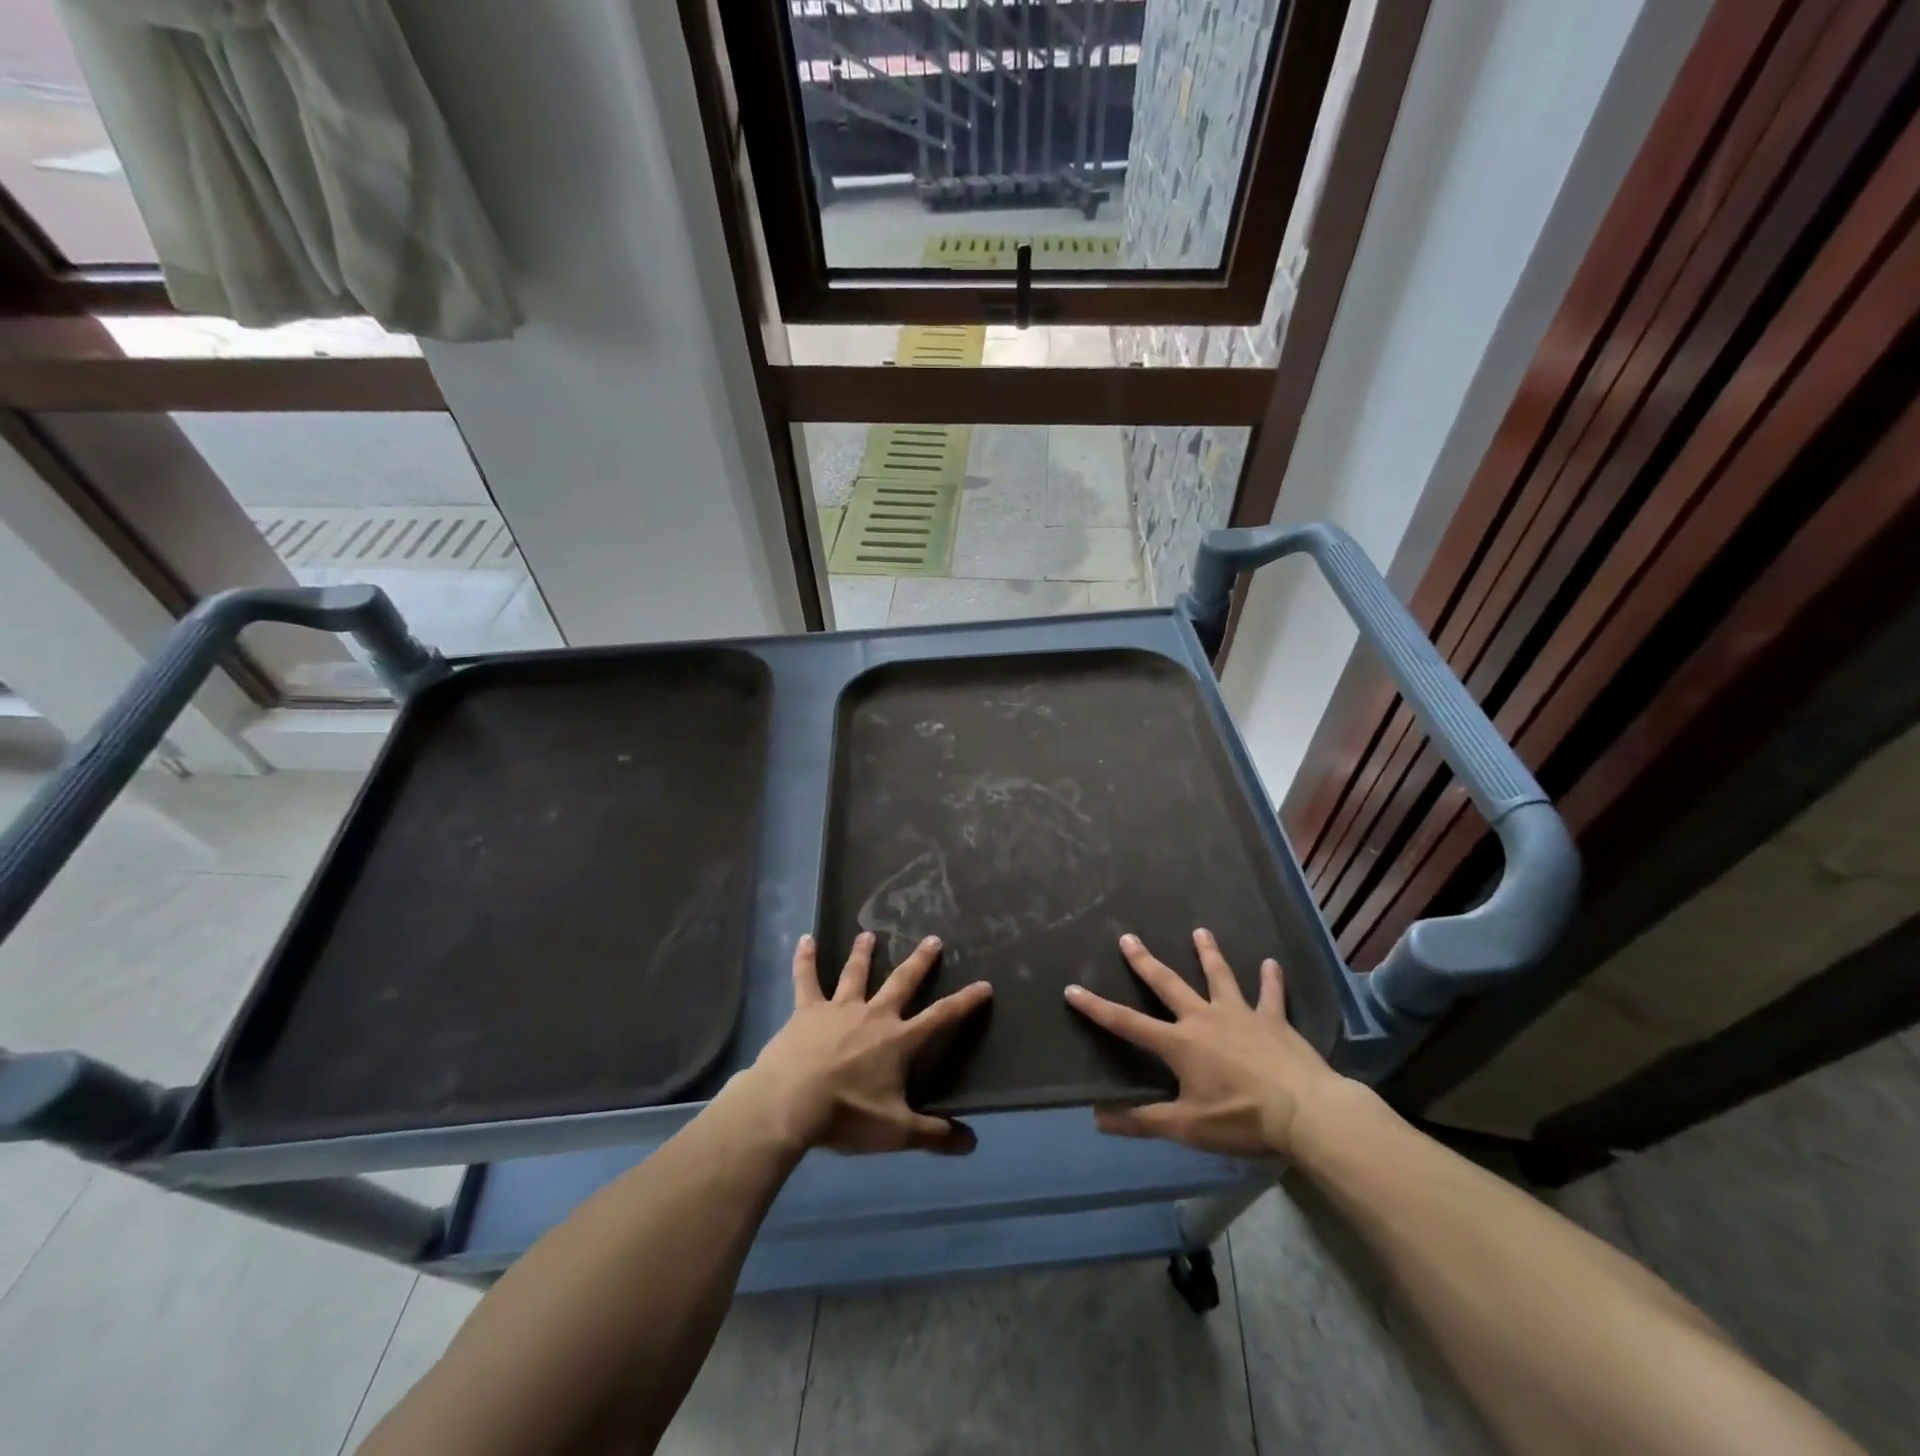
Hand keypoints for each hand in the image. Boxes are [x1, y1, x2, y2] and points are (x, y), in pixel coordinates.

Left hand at [742, 931, 992, 1156]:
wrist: (790, 1102)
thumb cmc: (846, 1115)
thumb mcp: (897, 1132)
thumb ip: (935, 1135)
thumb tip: (973, 1144)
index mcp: (899, 1040)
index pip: (941, 1017)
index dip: (965, 1001)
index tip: (984, 984)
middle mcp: (874, 1015)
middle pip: (902, 981)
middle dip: (920, 961)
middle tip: (933, 938)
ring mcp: (839, 1009)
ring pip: (854, 974)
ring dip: (863, 953)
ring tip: (868, 934)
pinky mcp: (806, 1011)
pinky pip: (806, 979)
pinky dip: (805, 959)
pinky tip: (805, 939)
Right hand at [1064, 929, 1357, 1157]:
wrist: (1305, 1112)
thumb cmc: (1242, 1119)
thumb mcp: (1187, 1127)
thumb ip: (1142, 1121)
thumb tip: (1097, 1117)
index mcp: (1179, 1043)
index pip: (1127, 1023)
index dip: (1096, 1007)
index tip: (1072, 988)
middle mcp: (1204, 1018)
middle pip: (1168, 984)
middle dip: (1145, 961)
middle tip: (1128, 937)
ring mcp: (1241, 1014)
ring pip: (1219, 976)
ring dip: (1208, 954)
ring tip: (1200, 931)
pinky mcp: (1273, 1020)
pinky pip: (1270, 995)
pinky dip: (1270, 979)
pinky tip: (1271, 963)